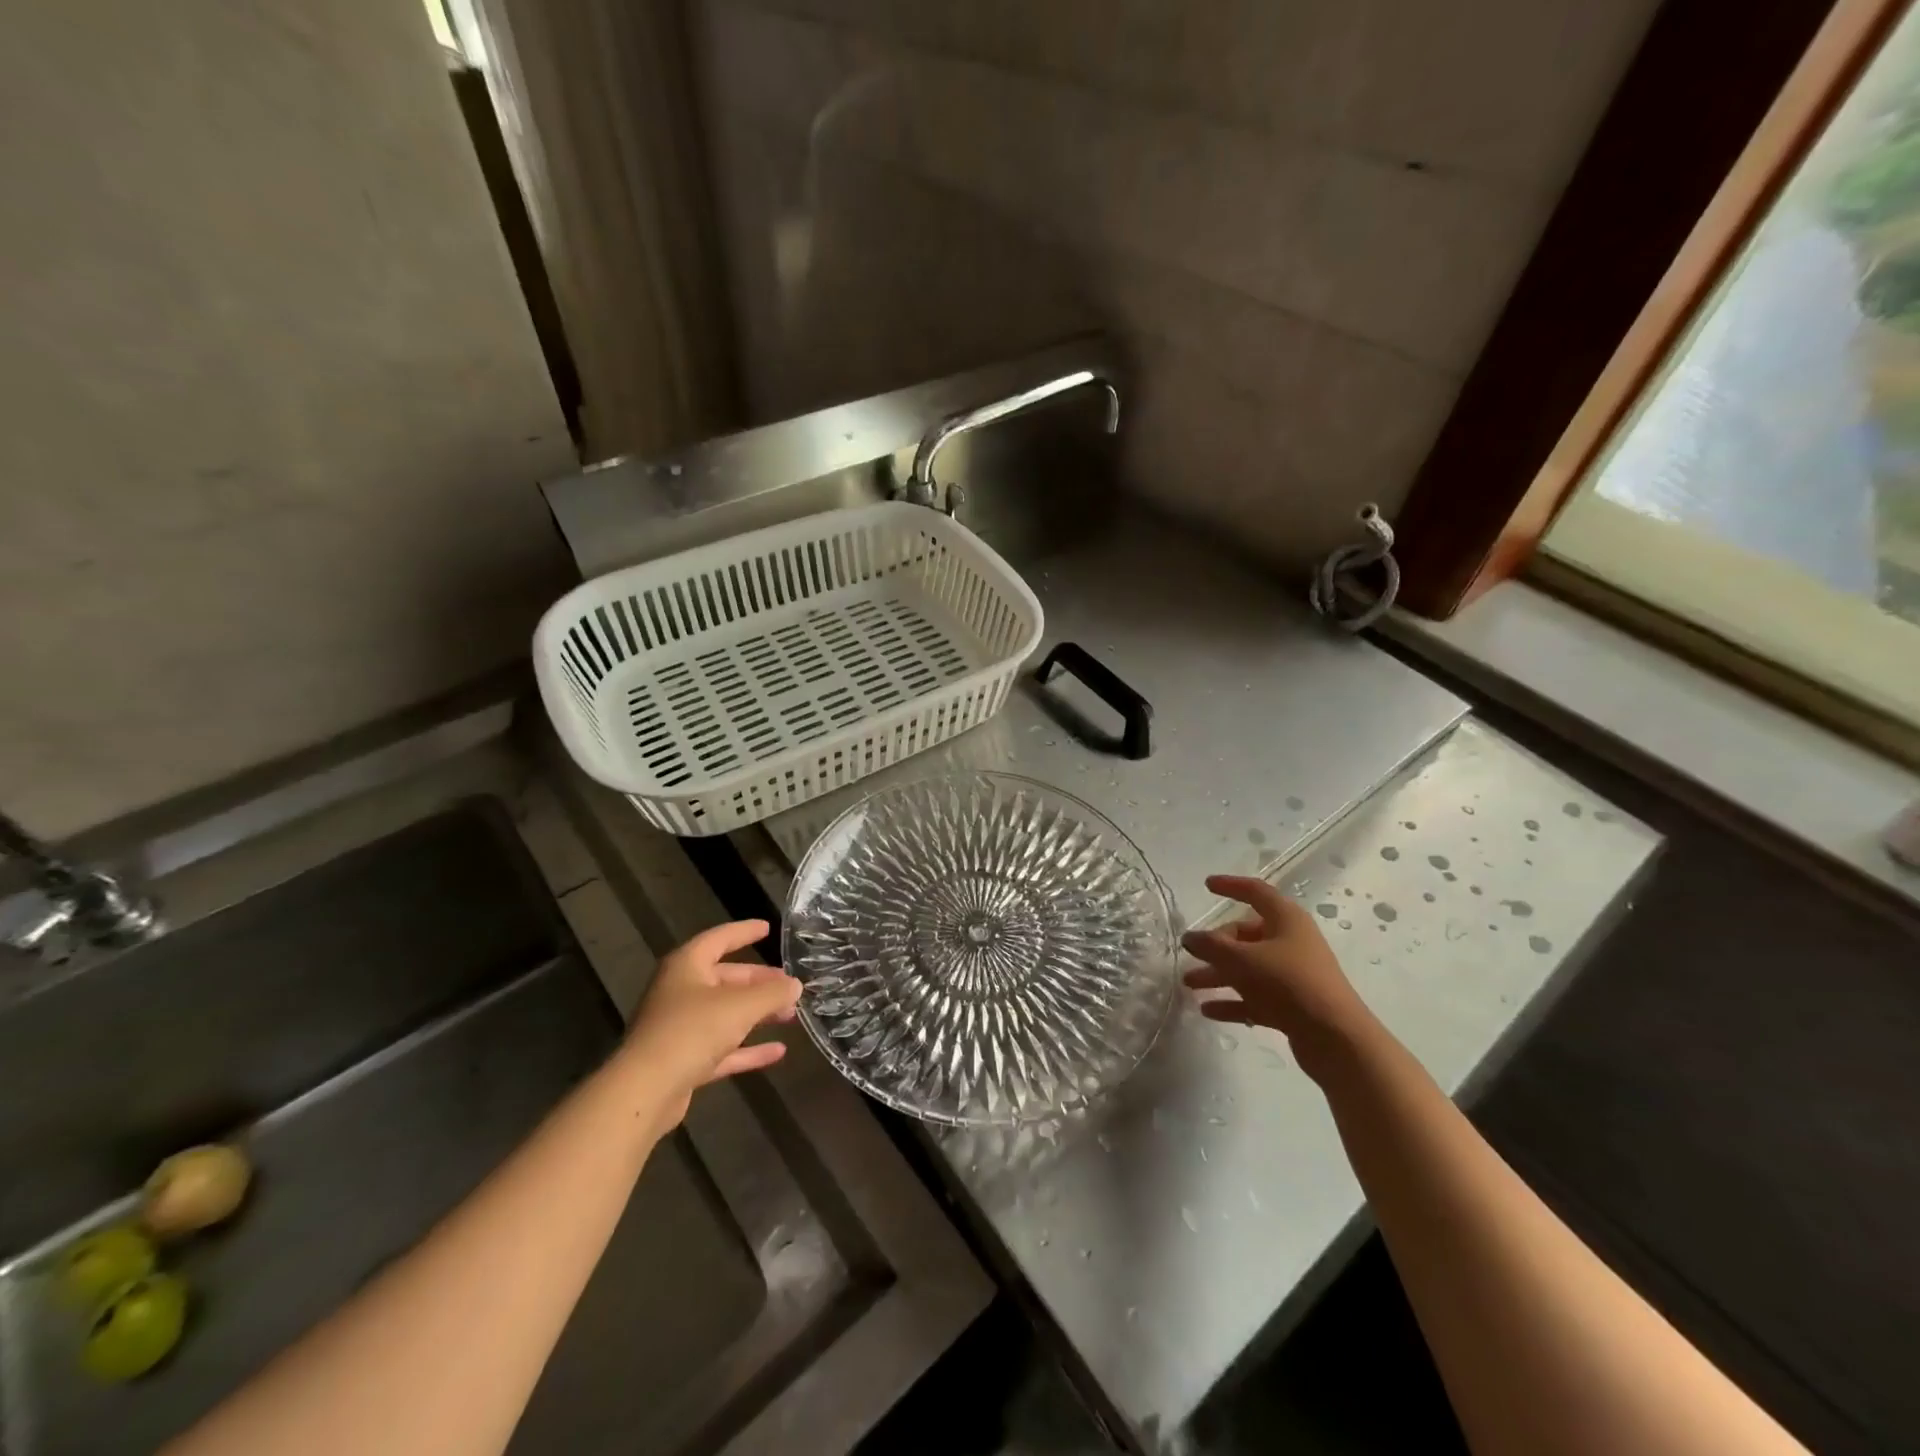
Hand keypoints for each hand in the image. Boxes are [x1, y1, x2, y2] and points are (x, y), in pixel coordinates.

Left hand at [619, 920, 801, 1130]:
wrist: (645, 1091)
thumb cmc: (692, 1031)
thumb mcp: (741, 1006)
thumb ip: (772, 993)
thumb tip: (795, 985)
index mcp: (687, 966)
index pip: (719, 938)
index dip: (744, 932)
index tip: (768, 929)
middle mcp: (680, 992)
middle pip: (726, 978)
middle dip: (759, 981)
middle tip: (789, 985)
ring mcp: (680, 1027)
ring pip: (726, 1014)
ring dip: (757, 1014)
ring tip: (790, 1014)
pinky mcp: (683, 1061)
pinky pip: (722, 1048)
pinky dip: (748, 1048)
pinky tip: (778, 1051)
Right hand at [1181, 875, 1377, 1078]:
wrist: (1335, 1039)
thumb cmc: (1288, 983)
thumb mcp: (1242, 960)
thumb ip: (1211, 946)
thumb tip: (1189, 937)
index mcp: (1286, 920)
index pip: (1256, 892)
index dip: (1230, 885)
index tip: (1206, 885)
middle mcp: (1291, 942)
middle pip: (1246, 935)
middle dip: (1215, 945)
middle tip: (1190, 954)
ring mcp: (1293, 975)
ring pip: (1248, 968)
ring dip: (1218, 974)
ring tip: (1189, 984)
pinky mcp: (1293, 1005)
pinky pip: (1255, 996)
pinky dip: (1233, 1000)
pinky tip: (1208, 1010)